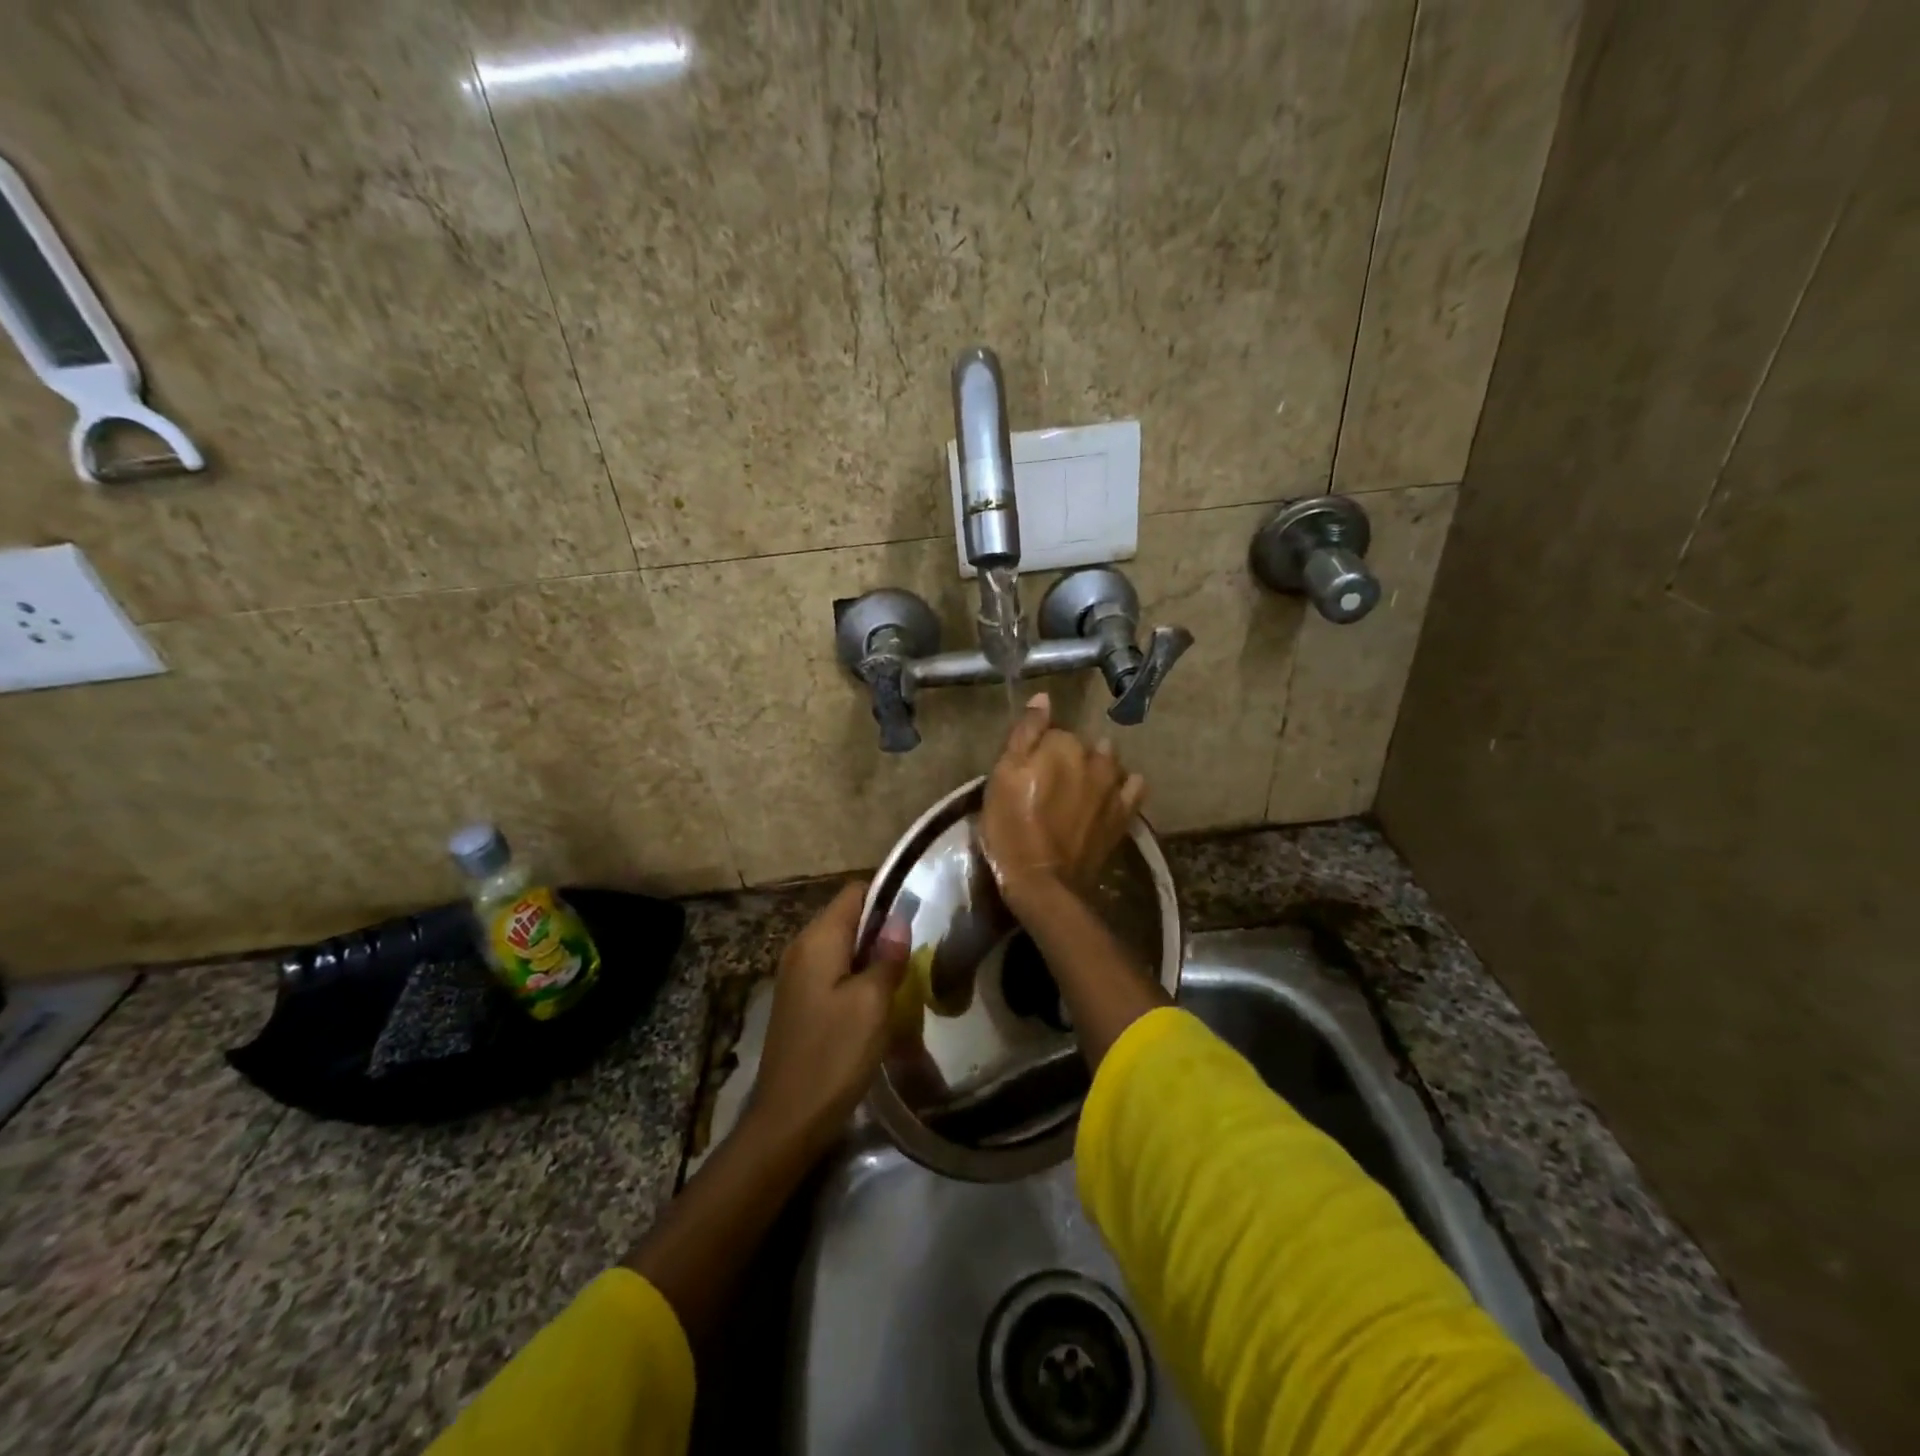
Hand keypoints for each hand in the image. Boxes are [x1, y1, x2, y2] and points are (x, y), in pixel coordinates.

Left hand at [746, 880, 908, 1156]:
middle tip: (917, 949)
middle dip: (882, 928)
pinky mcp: (798, 1000)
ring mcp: (796, 974)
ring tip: (904, 974)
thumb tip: (898, 920)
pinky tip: (877, 1000)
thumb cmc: (834, 1054)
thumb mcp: (873, 1003)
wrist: (787, 1119)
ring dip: (871, 955)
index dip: (887, 895)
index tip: (920, 912)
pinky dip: (856, 975)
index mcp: (817, 939)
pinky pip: (832, 970)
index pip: (855, 892)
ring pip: (842, 946)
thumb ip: (887, 957)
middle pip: (848, 917)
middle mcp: (801, 947)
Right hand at [979, 692, 1145, 908]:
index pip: (1052, 731)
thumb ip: (1025, 734)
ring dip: (1098, 766)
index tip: (1027, 768)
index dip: (1038, 748)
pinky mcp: (1125, 814)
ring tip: (1080, 787)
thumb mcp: (1002, 777)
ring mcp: (1114, 786)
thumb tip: (1043, 698)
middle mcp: (1095, 758)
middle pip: (1083, 745)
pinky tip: (1109, 795)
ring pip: (1110, 761)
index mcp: (1062, 745)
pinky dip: (1124, 785)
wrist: (1043, 882)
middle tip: (1049, 781)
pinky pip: (1134, 787)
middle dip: (1069, 755)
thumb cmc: (1012, 828)